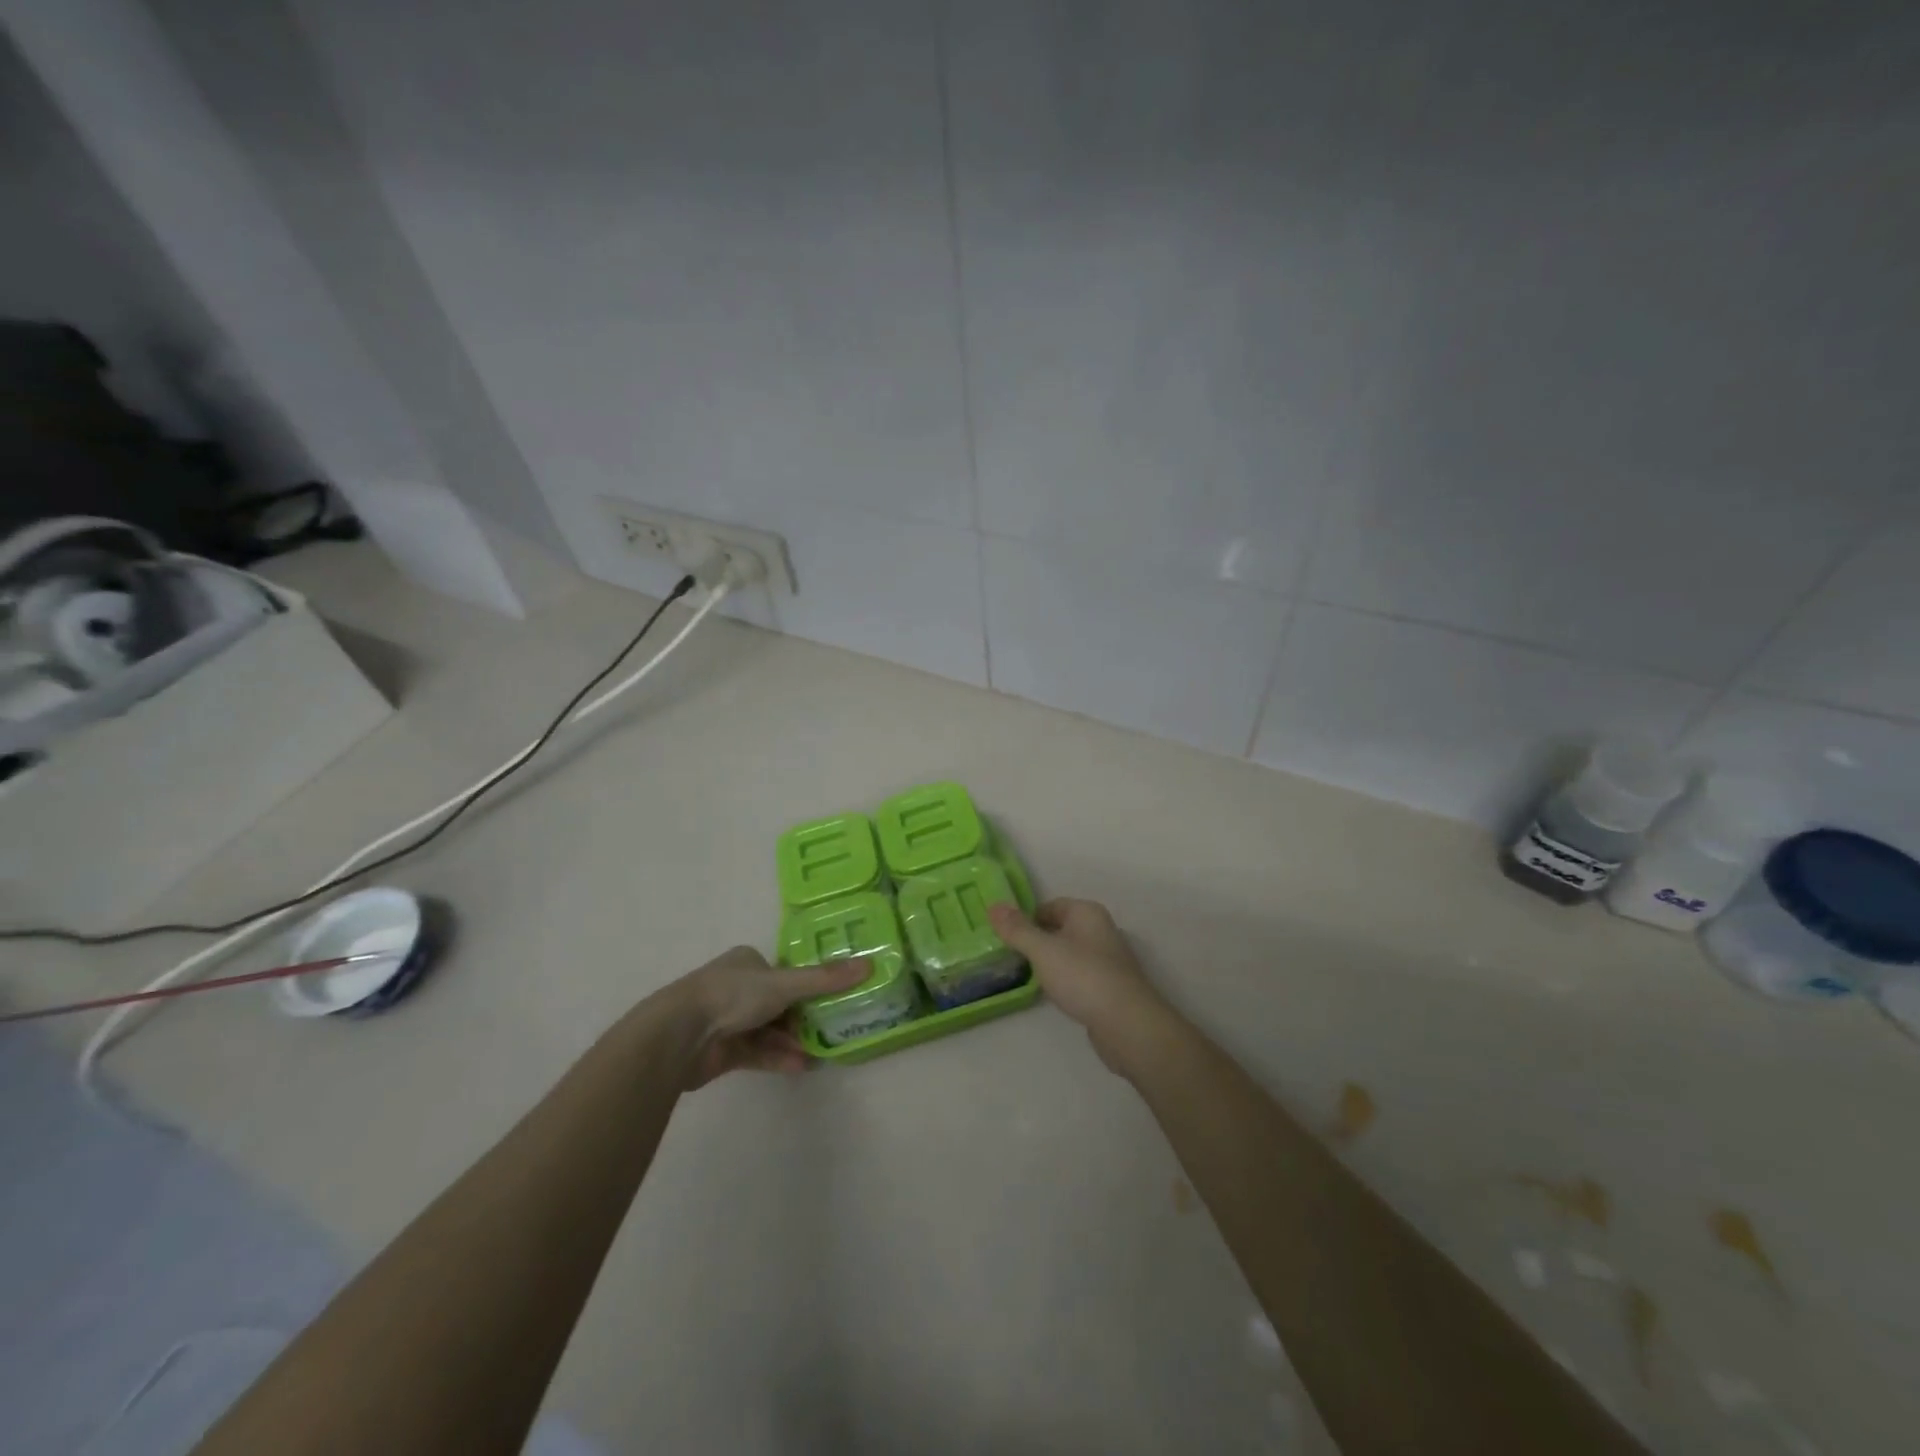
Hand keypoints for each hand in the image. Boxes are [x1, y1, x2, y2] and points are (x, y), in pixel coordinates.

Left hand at [667, 946, 867, 1088]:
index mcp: (747, 962)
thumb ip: (826, 979)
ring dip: (793, 1042)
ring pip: (769, 1031)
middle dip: (804, 1019)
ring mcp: (728, 1020)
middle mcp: (737, 987)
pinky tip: (802, 1067)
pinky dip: (778, 1058)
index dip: (809, 986)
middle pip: (780, 1003)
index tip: (834, 1000)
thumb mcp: (785, 983)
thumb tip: (870, 965)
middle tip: (833, 1029)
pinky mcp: (722, 1051)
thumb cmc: (732, 996)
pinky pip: (758, 1053)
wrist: (679, 1035)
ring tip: (822, 1053)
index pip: (785, 973)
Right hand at [988, 898, 1179, 1073]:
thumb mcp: (1043, 950)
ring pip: (1069, 953)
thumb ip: (1017, 929)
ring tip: (1026, 977)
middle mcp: (1100, 930)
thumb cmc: (1083, 977)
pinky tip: (1052, 994)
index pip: (1049, 906)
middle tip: (1009, 957)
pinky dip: (1064, 980)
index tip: (1004, 938)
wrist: (1127, 1024)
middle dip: (1036, 941)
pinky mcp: (1110, 986)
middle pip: (1059, 928)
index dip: (1026, 919)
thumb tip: (994, 906)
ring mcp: (1107, 959)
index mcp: (1087, 913)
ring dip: (1049, 962)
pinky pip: (1079, 975)